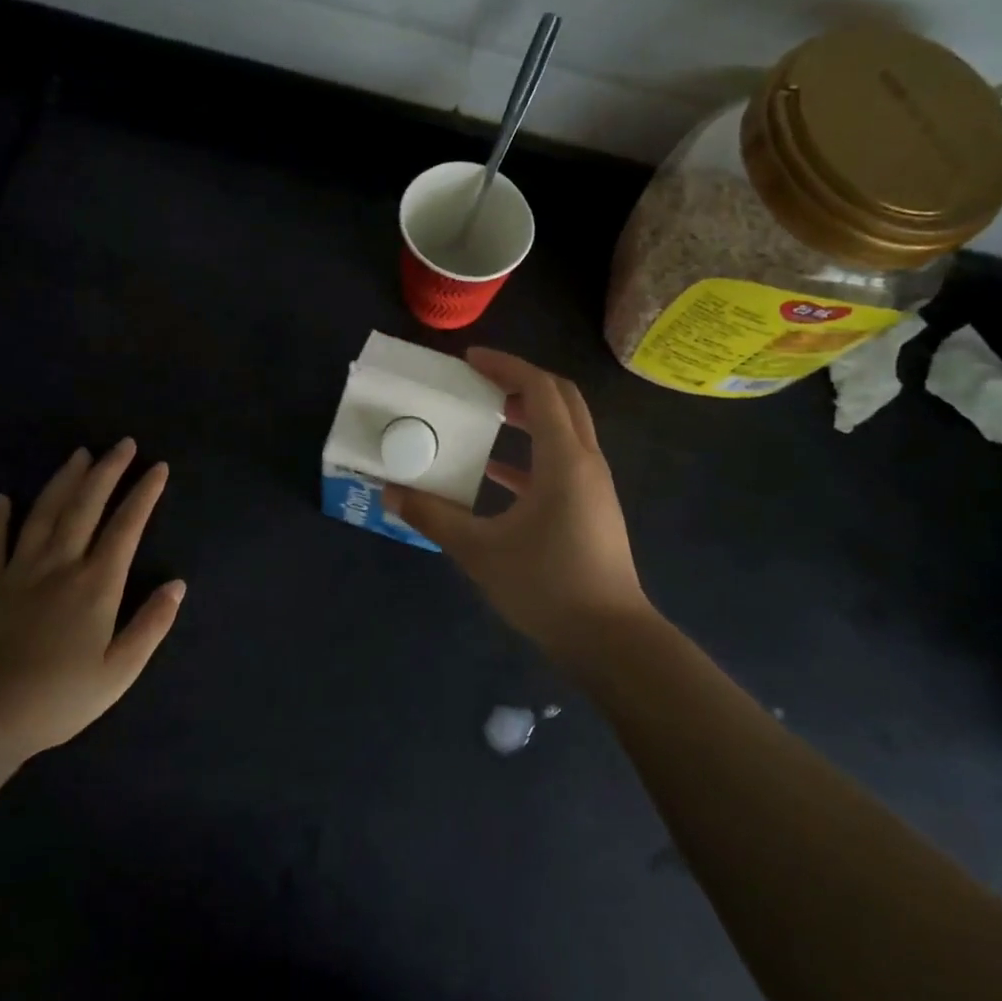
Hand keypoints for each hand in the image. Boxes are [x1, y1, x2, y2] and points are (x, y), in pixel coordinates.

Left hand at [0, 440, 184, 762]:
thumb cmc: (59, 698)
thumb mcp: (119, 672)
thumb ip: (151, 625)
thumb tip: (177, 585)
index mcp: (96, 585)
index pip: (126, 526)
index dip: (144, 494)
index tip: (158, 467)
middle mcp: (60, 566)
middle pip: (85, 506)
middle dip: (107, 471)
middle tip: (123, 443)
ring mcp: (18, 573)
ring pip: (43, 514)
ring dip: (63, 480)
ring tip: (79, 454)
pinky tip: (2, 499)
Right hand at [386, 348, 650, 650]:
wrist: (610, 639)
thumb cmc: (547, 587)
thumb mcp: (480, 551)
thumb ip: (434, 517)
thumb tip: (392, 492)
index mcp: (564, 459)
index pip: (539, 389)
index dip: (505, 367)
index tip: (470, 360)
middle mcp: (585, 461)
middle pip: (561, 399)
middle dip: (521, 382)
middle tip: (480, 382)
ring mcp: (593, 486)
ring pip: (565, 430)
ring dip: (528, 415)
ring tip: (486, 416)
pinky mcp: (591, 508)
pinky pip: (562, 462)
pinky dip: (531, 454)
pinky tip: (496, 473)